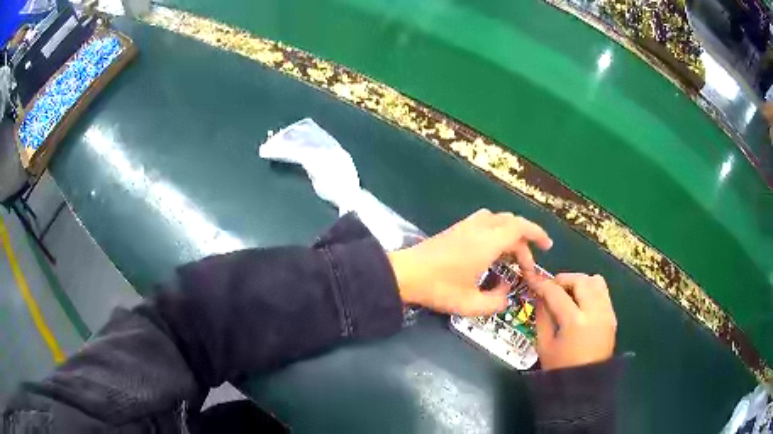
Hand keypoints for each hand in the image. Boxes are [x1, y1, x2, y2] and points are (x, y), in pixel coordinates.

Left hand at [387, 209, 551, 315]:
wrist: (405, 274)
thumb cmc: (439, 288)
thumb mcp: (471, 304)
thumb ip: (495, 302)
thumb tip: (506, 293)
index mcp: (488, 242)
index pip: (520, 228)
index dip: (537, 234)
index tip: (548, 246)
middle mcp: (479, 228)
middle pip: (511, 223)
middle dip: (525, 240)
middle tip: (527, 265)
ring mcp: (466, 226)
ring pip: (497, 219)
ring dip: (510, 233)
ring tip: (513, 255)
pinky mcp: (455, 229)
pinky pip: (484, 221)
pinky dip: (496, 231)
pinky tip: (491, 250)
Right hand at [531, 273, 616, 369]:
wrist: (585, 385)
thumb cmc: (560, 368)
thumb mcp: (544, 344)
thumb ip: (542, 316)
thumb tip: (539, 296)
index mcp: (574, 322)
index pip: (556, 293)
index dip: (541, 283)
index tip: (531, 278)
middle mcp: (594, 312)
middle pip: (580, 280)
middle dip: (563, 280)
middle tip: (552, 289)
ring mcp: (607, 313)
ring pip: (596, 281)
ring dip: (580, 282)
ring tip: (569, 294)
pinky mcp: (612, 316)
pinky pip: (603, 292)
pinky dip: (591, 291)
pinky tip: (581, 303)